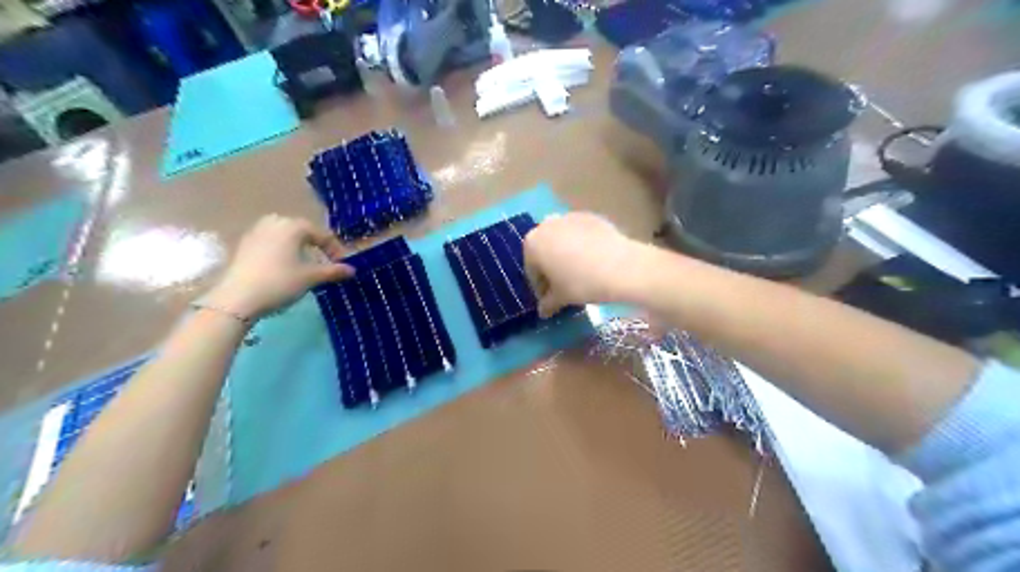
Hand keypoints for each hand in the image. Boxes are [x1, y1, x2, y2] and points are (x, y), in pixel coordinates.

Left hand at [203, 218, 355, 319]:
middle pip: (303, 231)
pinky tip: (284, 268)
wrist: (236, 298)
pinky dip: (283, 251)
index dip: (335, 250)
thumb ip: (333, 271)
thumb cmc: (280, 282)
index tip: (342, 266)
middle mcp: (275, 222)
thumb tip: (352, 270)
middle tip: (325, 263)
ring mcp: (256, 231)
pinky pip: (271, 242)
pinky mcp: (244, 244)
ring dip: (299, 248)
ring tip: (306, 265)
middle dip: (316, 246)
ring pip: (286, 236)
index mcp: (293, 226)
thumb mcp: (311, 277)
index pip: (322, 234)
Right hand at [525, 213, 634, 316]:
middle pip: (545, 251)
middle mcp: (546, 225)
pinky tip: (594, 261)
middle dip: (551, 268)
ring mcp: (569, 217)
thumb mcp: (561, 298)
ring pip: (562, 240)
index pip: (532, 270)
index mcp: (532, 244)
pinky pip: (580, 234)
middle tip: (564, 286)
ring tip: (580, 273)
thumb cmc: (581, 283)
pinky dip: (582, 246)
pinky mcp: (591, 216)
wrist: (621, 266)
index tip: (550, 300)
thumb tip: (543, 312)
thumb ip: (547, 304)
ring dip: (566, 255)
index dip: (541, 288)